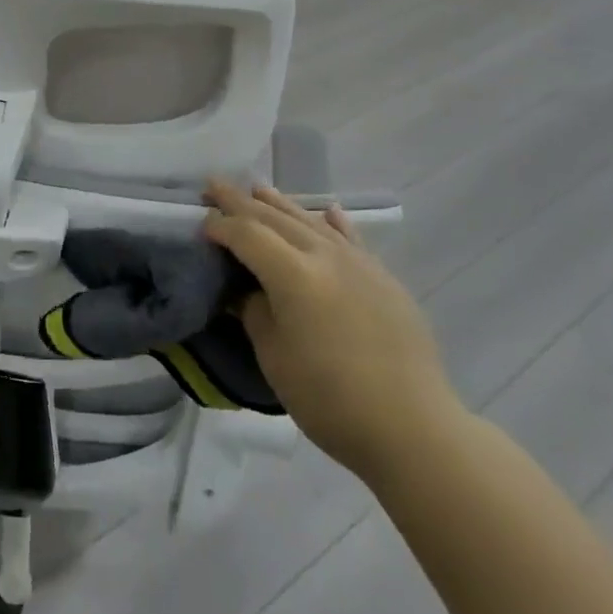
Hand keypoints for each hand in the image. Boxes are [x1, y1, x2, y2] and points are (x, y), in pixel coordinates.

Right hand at [203, 182, 460, 484]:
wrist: (412, 427)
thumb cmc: (330, 399)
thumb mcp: (274, 357)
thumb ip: (254, 312)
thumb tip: (245, 289)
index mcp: (294, 275)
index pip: (247, 235)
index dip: (220, 226)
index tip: (201, 223)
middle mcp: (325, 255)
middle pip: (275, 218)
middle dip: (241, 202)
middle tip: (214, 186)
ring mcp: (359, 263)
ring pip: (311, 221)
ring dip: (281, 204)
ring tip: (258, 189)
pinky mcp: (383, 277)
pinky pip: (351, 238)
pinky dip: (333, 221)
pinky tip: (327, 209)